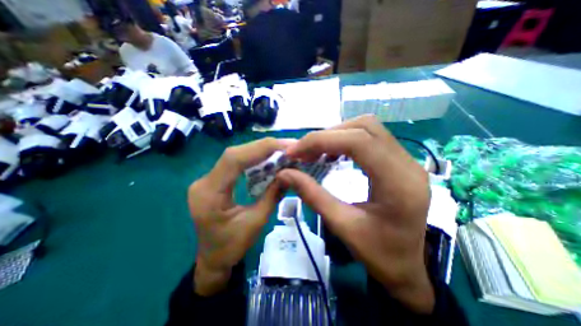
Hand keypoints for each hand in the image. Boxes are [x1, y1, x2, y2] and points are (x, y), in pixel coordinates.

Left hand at [189, 137, 288, 295]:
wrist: (212, 259)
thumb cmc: (231, 247)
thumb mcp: (256, 223)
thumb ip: (272, 196)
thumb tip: (290, 174)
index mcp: (209, 193)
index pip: (234, 160)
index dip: (260, 149)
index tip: (284, 146)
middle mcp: (205, 181)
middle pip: (234, 154)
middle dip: (263, 147)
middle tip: (286, 146)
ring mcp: (208, 179)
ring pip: (235, 156)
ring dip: (259, 152)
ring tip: (280, 151)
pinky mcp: (215, 180)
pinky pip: (236, 164)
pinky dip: (254, 160)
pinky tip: (267, 160)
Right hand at [278, 116, 435, 313]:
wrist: (406, 265)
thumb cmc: (378, 253)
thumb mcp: (342, 226)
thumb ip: (312, 195)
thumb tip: (284, 173)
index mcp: (399, 183)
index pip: (359, 141)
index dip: (322, 140)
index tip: (295, 151)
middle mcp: (407, 164)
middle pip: (364, 127)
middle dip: (328, 135)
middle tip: (304, 151)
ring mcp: (406, 160)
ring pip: (367, 128)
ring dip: (336, 135)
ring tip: (314, 151)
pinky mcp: (398, 161)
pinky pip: (370, 138)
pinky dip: (345, 141)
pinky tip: (331, 154)